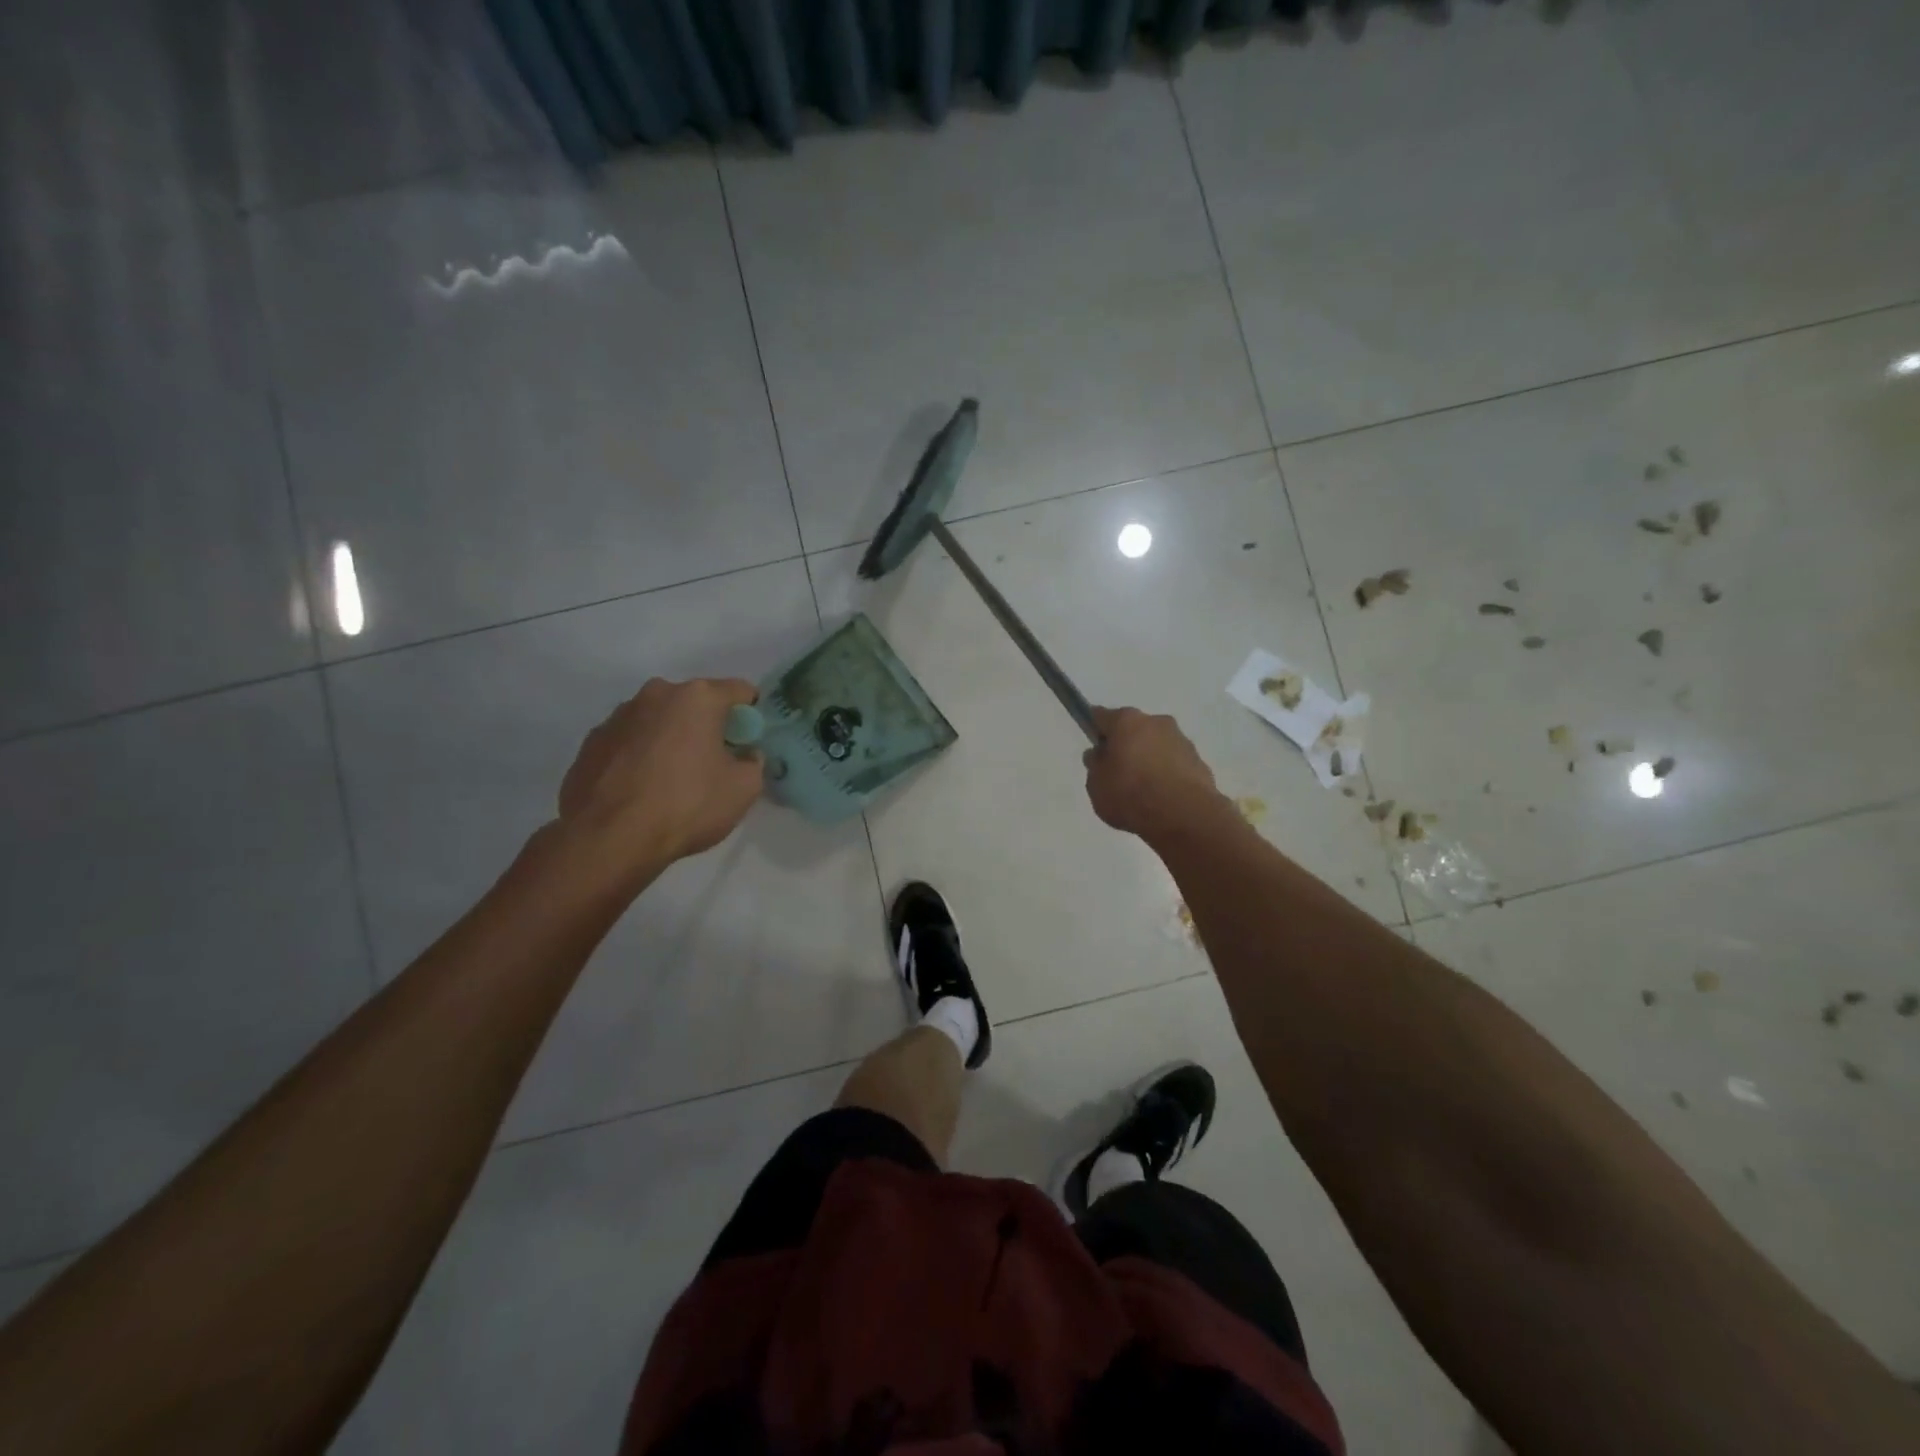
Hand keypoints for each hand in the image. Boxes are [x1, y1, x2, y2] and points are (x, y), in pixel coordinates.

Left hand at [558, 677, 763, 871]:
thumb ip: (753, 762)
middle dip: (708, 727)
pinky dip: (641, 757)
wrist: (610, 838)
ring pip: (659, 721)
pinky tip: (642, 790)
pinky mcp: (591, 742)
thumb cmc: (687, 805)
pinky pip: (630, 742)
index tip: (749, 743)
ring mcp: (618, 716)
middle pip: (695, 704)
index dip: (751, 716)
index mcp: (697, 697)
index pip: (740, 691)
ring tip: (672, 781)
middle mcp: (655, 695)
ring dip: (671, 740)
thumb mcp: (744, 789)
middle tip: (713, 764)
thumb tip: (744, 755)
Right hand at [1082, 706, 1230, 844]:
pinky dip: (1167, 775)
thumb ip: (1096, 766)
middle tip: (1117, 772)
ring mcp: (1181, 740)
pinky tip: (1162, 797)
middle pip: (1133, 729)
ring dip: (1148, 759)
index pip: (1101, 717)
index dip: (1094, 729)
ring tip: (1142, 790)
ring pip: (1156, 746)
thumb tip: (1100, 754)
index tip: (1094, 747)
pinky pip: (1175, 764)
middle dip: (1125, 745)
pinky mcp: (1199, 761)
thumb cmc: (1130, 794)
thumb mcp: (1096, 785)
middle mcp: (1156, 722)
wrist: (1184, 815)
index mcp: (1126, 721)